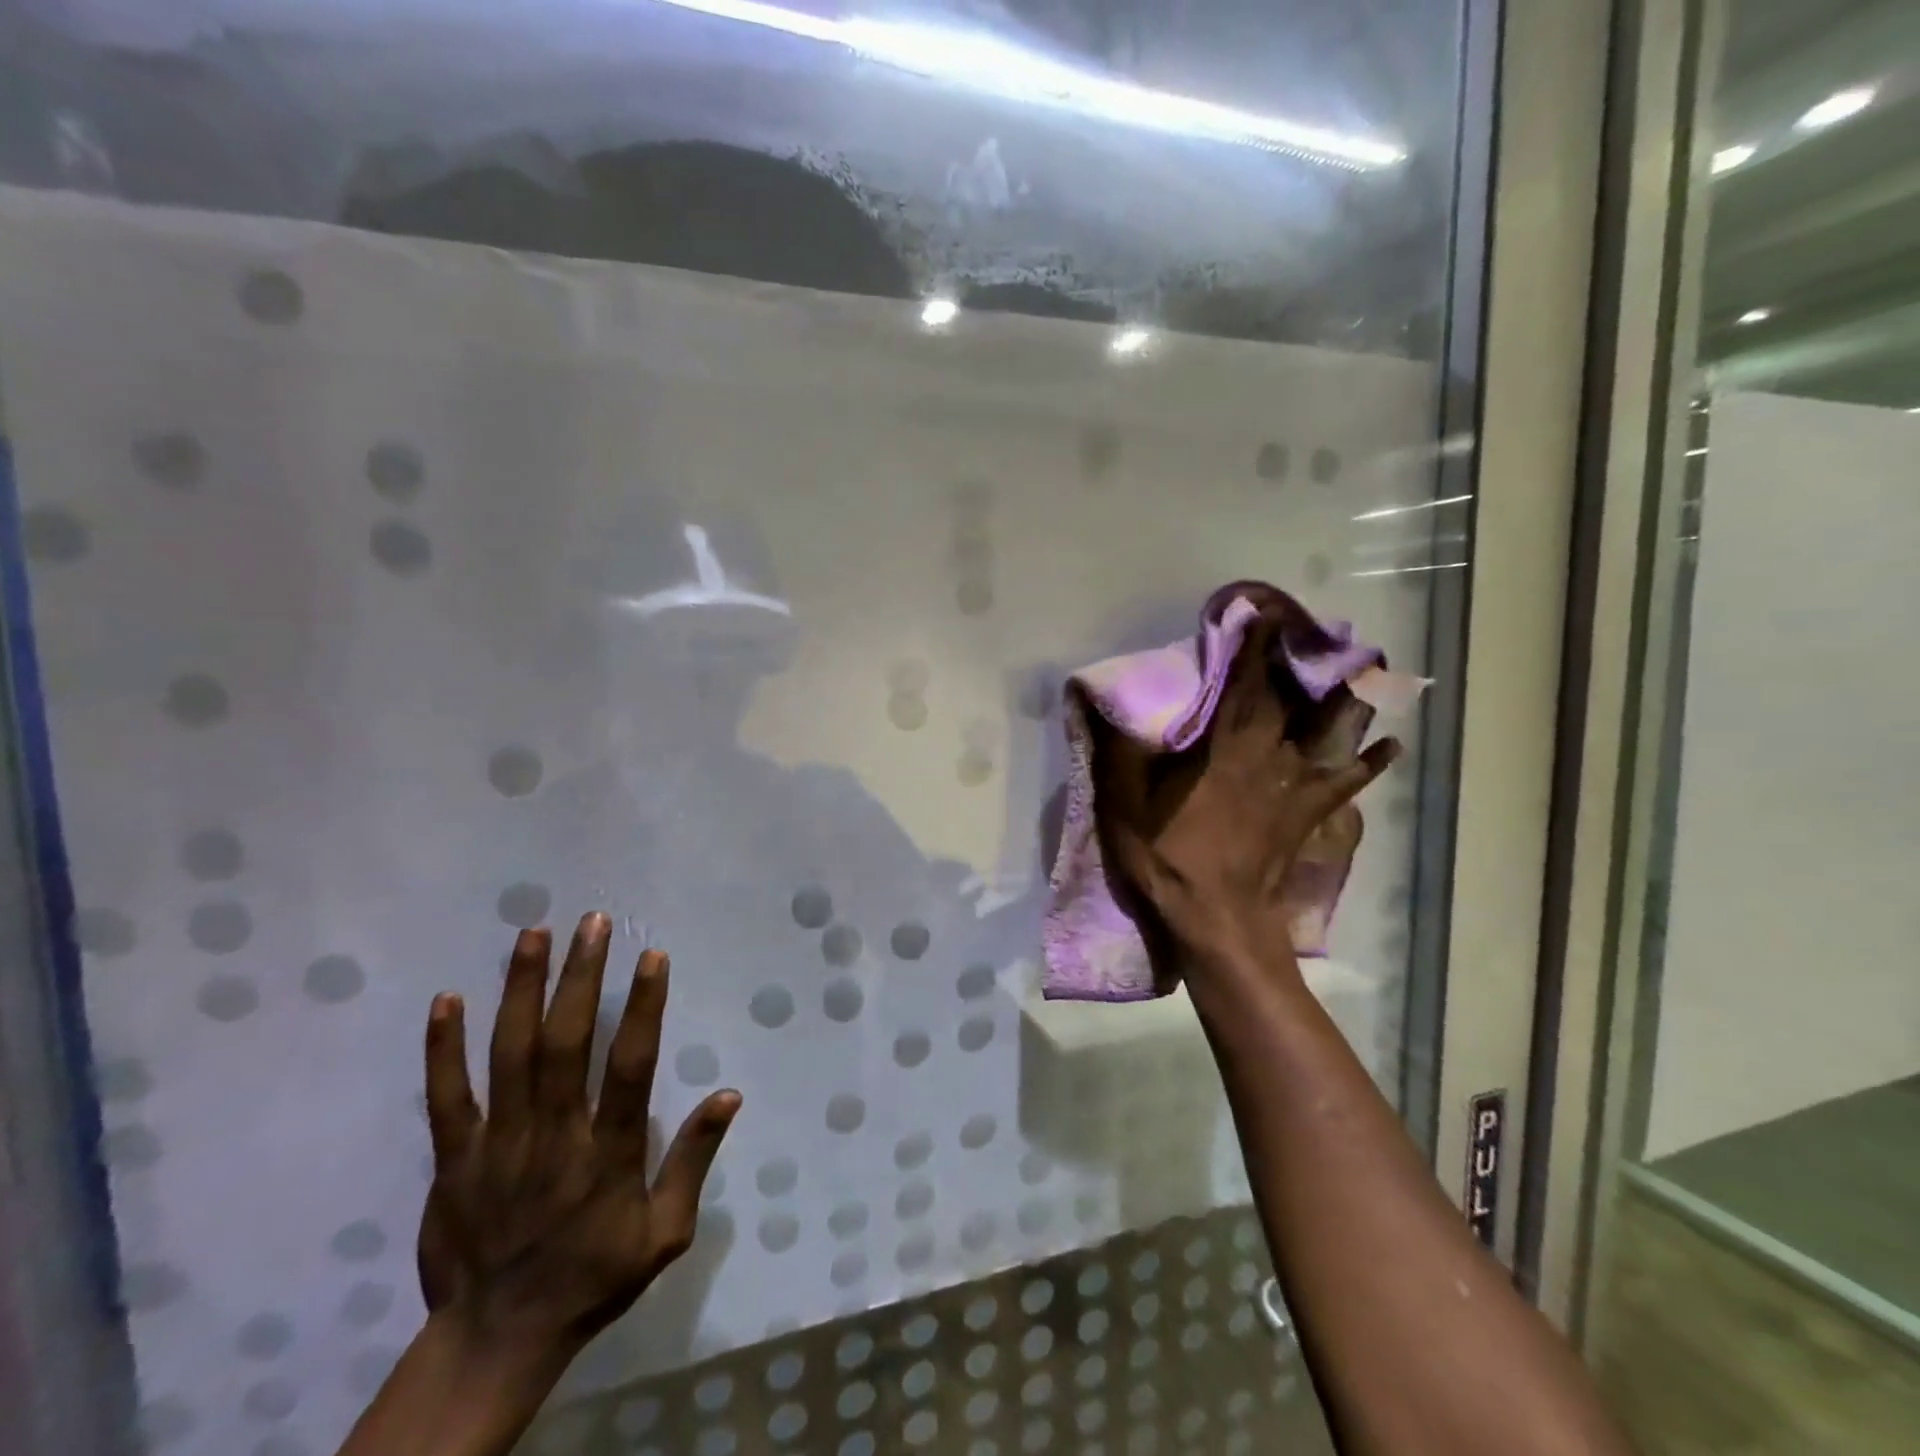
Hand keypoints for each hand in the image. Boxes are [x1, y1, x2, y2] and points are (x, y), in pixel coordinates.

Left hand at [417, 914, 739, 1361]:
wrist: (495, 1342)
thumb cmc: (593, 1278)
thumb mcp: (665, 1234)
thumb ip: (693, 1161)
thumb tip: (729, 1094)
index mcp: (608, 1155)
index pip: (631, 1068)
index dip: (643, 1008)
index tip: (652, 956)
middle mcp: (553, 1138)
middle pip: (566, 1045)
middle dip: (581, 977)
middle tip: (594, 921)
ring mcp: (497, 1146)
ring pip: (509, 1056)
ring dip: (521, 990)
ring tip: (534, 934)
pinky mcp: (452, 1160)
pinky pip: (446, 1098)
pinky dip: (444, 1049)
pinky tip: (448, 999)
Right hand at [1091, 614, 1399, 970]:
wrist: (1215, 918)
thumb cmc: (1167, 856)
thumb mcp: (1125, 802)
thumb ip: (1119, 749)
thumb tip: (1103, 701)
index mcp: (1221, 747)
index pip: (1240, 684)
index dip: (1252, 647)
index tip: (1262, 613)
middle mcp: (1265, 755)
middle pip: (1289, 699)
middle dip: (1300, 661)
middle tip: (1316, 629)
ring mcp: (1292, 785)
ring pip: (1326, 732)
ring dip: (1345, 698)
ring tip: (1367, 667)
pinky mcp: (1307, 814)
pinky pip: (1345, 783)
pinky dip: (1370, 764)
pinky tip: (1391, 745)